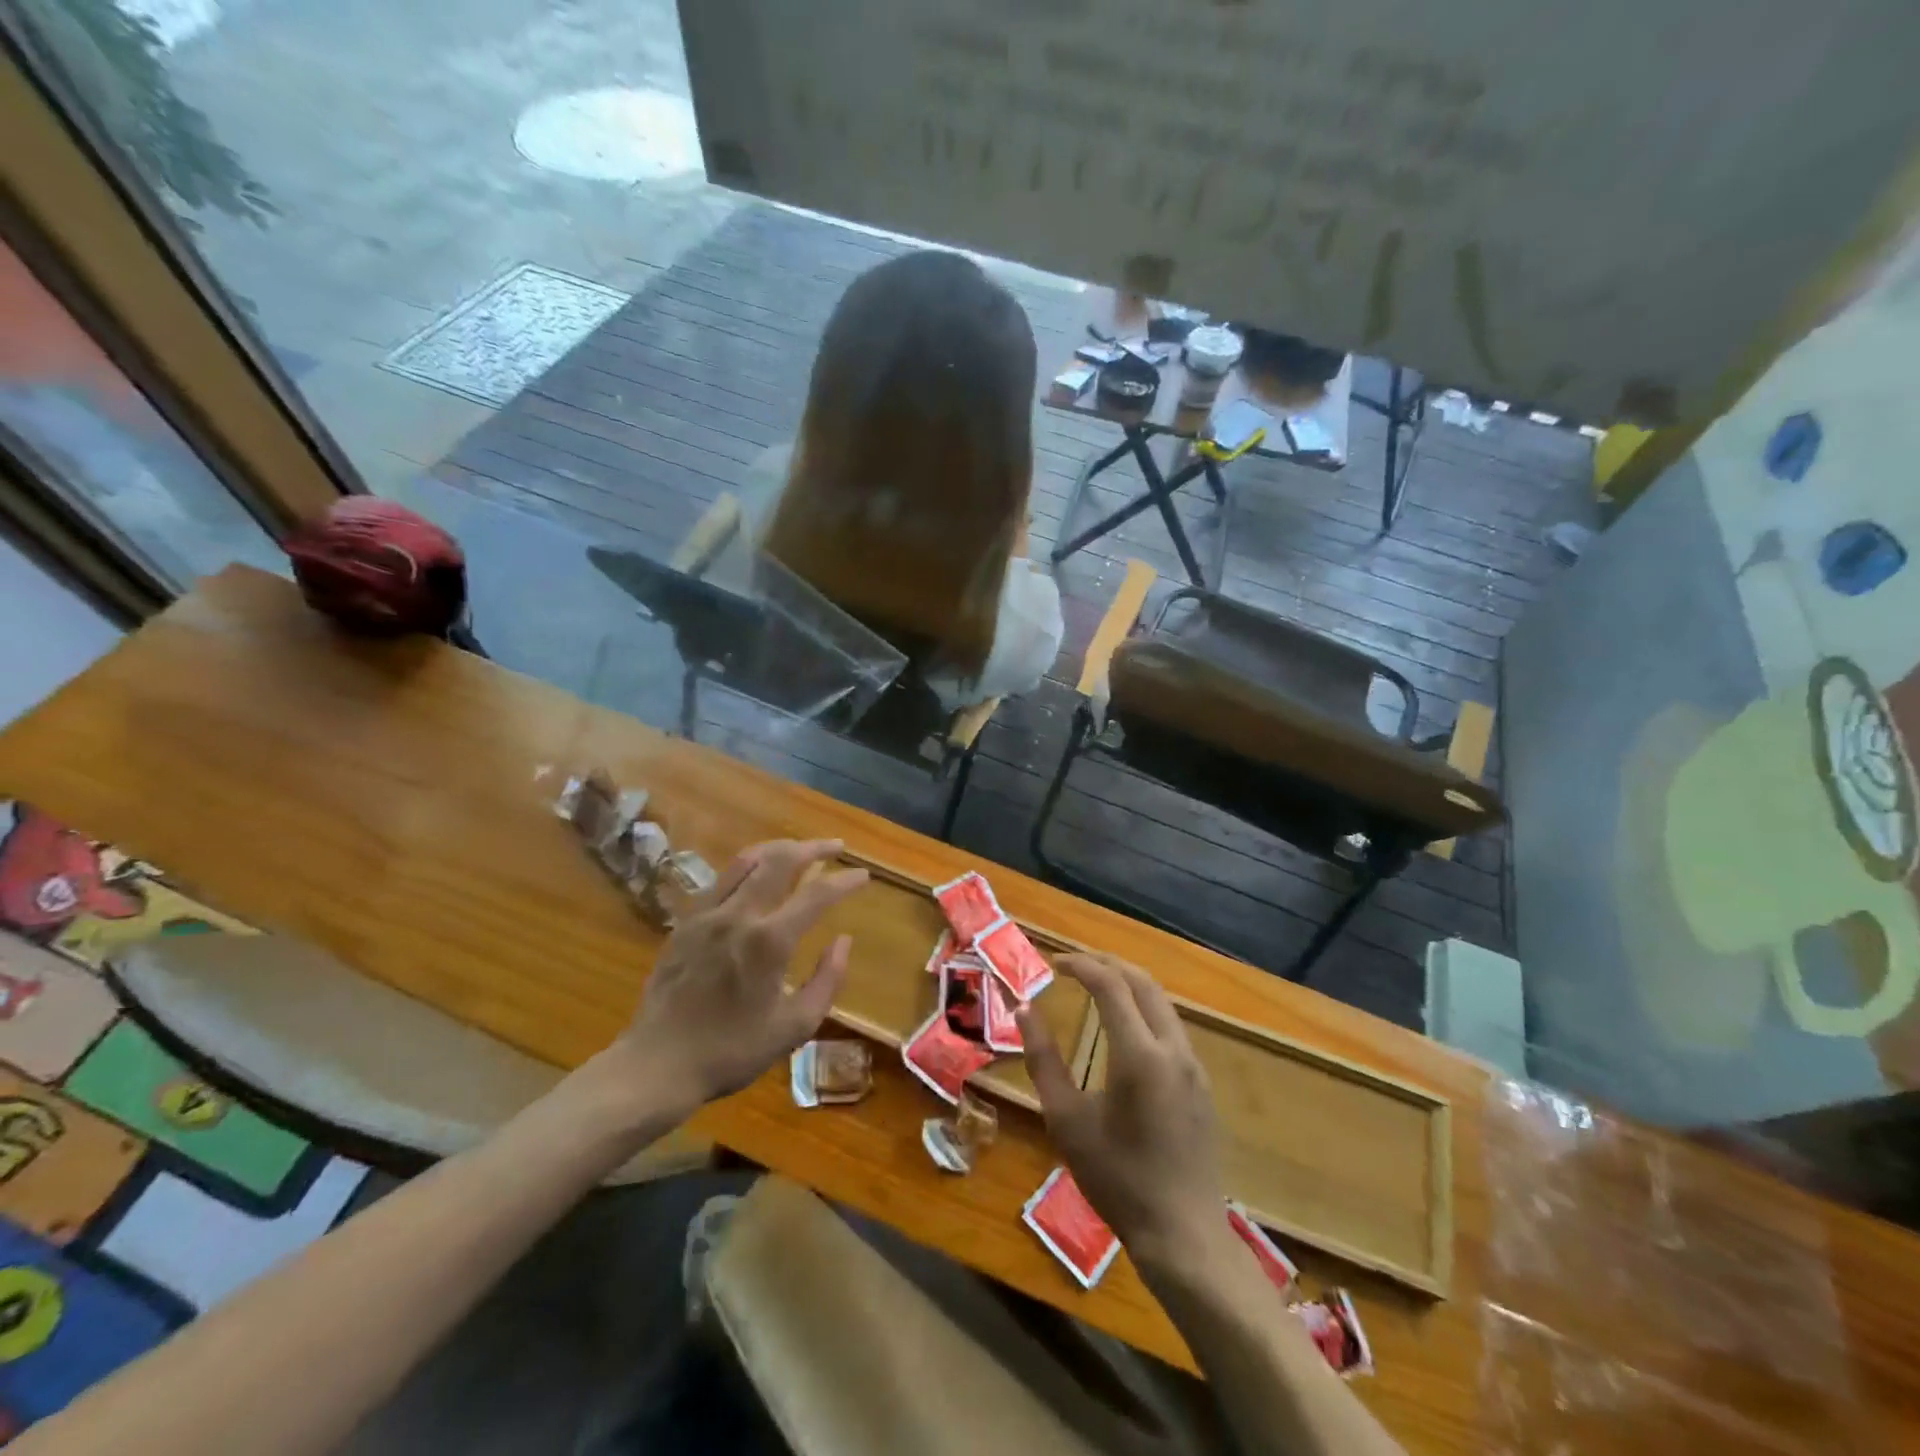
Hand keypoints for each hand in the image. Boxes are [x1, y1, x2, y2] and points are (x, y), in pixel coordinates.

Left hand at [623, 839, 867, 1107]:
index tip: (863, 875)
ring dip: (778, 849)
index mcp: (770, 941)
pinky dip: (747, 867)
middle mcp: (739, 915)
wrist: (658, 1064)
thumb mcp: (794, 1027)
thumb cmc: (732, 1051)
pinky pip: (721, 879)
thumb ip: (827, 980)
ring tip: (798, 850)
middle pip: (781, 861)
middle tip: (836, 847)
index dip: (845, 881)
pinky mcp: (685, 922)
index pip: (817, 895)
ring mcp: (708, 914)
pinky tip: (755, 876)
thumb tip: (843, 940)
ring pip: (747, 860)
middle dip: (813, 848)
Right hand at [1018, 954, 1226, 1269]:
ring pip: (1162, 1002)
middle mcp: (1173, 1049)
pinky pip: (1172, 1027)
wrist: (1183, 1234)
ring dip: (1129, 984)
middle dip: (1108, 964)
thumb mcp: (1066, 1121)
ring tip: (1096, 985)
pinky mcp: (1202, 1084)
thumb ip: (1043, 1060)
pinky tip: (1125, 1026)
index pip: (1111, 985)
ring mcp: (1194, 1066)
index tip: (1054, 963)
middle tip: (1075, 964)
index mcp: (1140, 1054)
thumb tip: (1025, 1010)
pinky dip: (1145, 1009)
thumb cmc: (1116, 1179)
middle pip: (1143, 982)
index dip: (1081, 965)